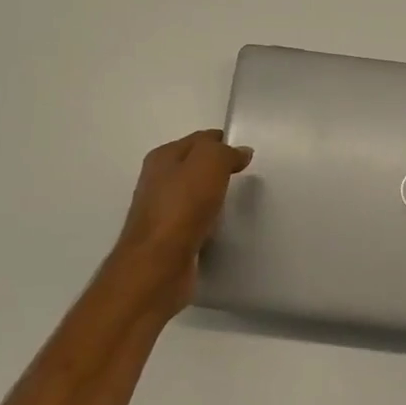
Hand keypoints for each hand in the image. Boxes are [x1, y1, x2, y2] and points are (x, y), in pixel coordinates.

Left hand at [109, 130, 252, 313]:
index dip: (224, 142)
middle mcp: (158, 181)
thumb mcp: (209, 163)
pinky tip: (222, 227)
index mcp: (163, 157)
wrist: (158, 265)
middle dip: (218, 169)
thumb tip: (241, 152)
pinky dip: (209, 221)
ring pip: (195, 195)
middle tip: (246, 177)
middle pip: (195, 167)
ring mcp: (161, 212)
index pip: (200, 139)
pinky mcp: (168, 239)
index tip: (247, 154)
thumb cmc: (183, 207)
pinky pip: (195, 221)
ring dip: (214, 196)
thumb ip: (225, 152)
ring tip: (238, 202)